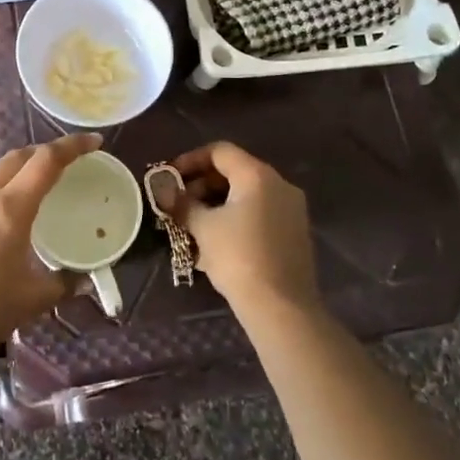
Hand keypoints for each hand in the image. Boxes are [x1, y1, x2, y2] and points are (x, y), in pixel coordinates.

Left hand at [0, 132, 100, 360]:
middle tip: (63, 162)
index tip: (93, 142)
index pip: (46, 161)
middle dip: (43, 152)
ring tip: (28, 185)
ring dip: (14, 168)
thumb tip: (82, 281)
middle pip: (16, 157)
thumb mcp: (32, 300)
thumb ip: (62, 284)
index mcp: (10, 208)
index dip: (72, 146)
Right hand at [162, 141, 317, 317]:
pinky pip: (258, 215)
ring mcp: (291, 210)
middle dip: (202, 185)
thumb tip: (164, 192)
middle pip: (234, 172)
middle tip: (179, 204)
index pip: (220, 151)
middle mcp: (279, 185)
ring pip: (246, 196)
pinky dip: (235, 220)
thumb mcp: (203, 228)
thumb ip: (182, 205)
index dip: (190, 160)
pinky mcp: (294, 234)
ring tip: (192, 226)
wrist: (282, 308)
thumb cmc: (239, 258)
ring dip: (216, 205)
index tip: (170, 178)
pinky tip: (215, 243)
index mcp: (258, 175)